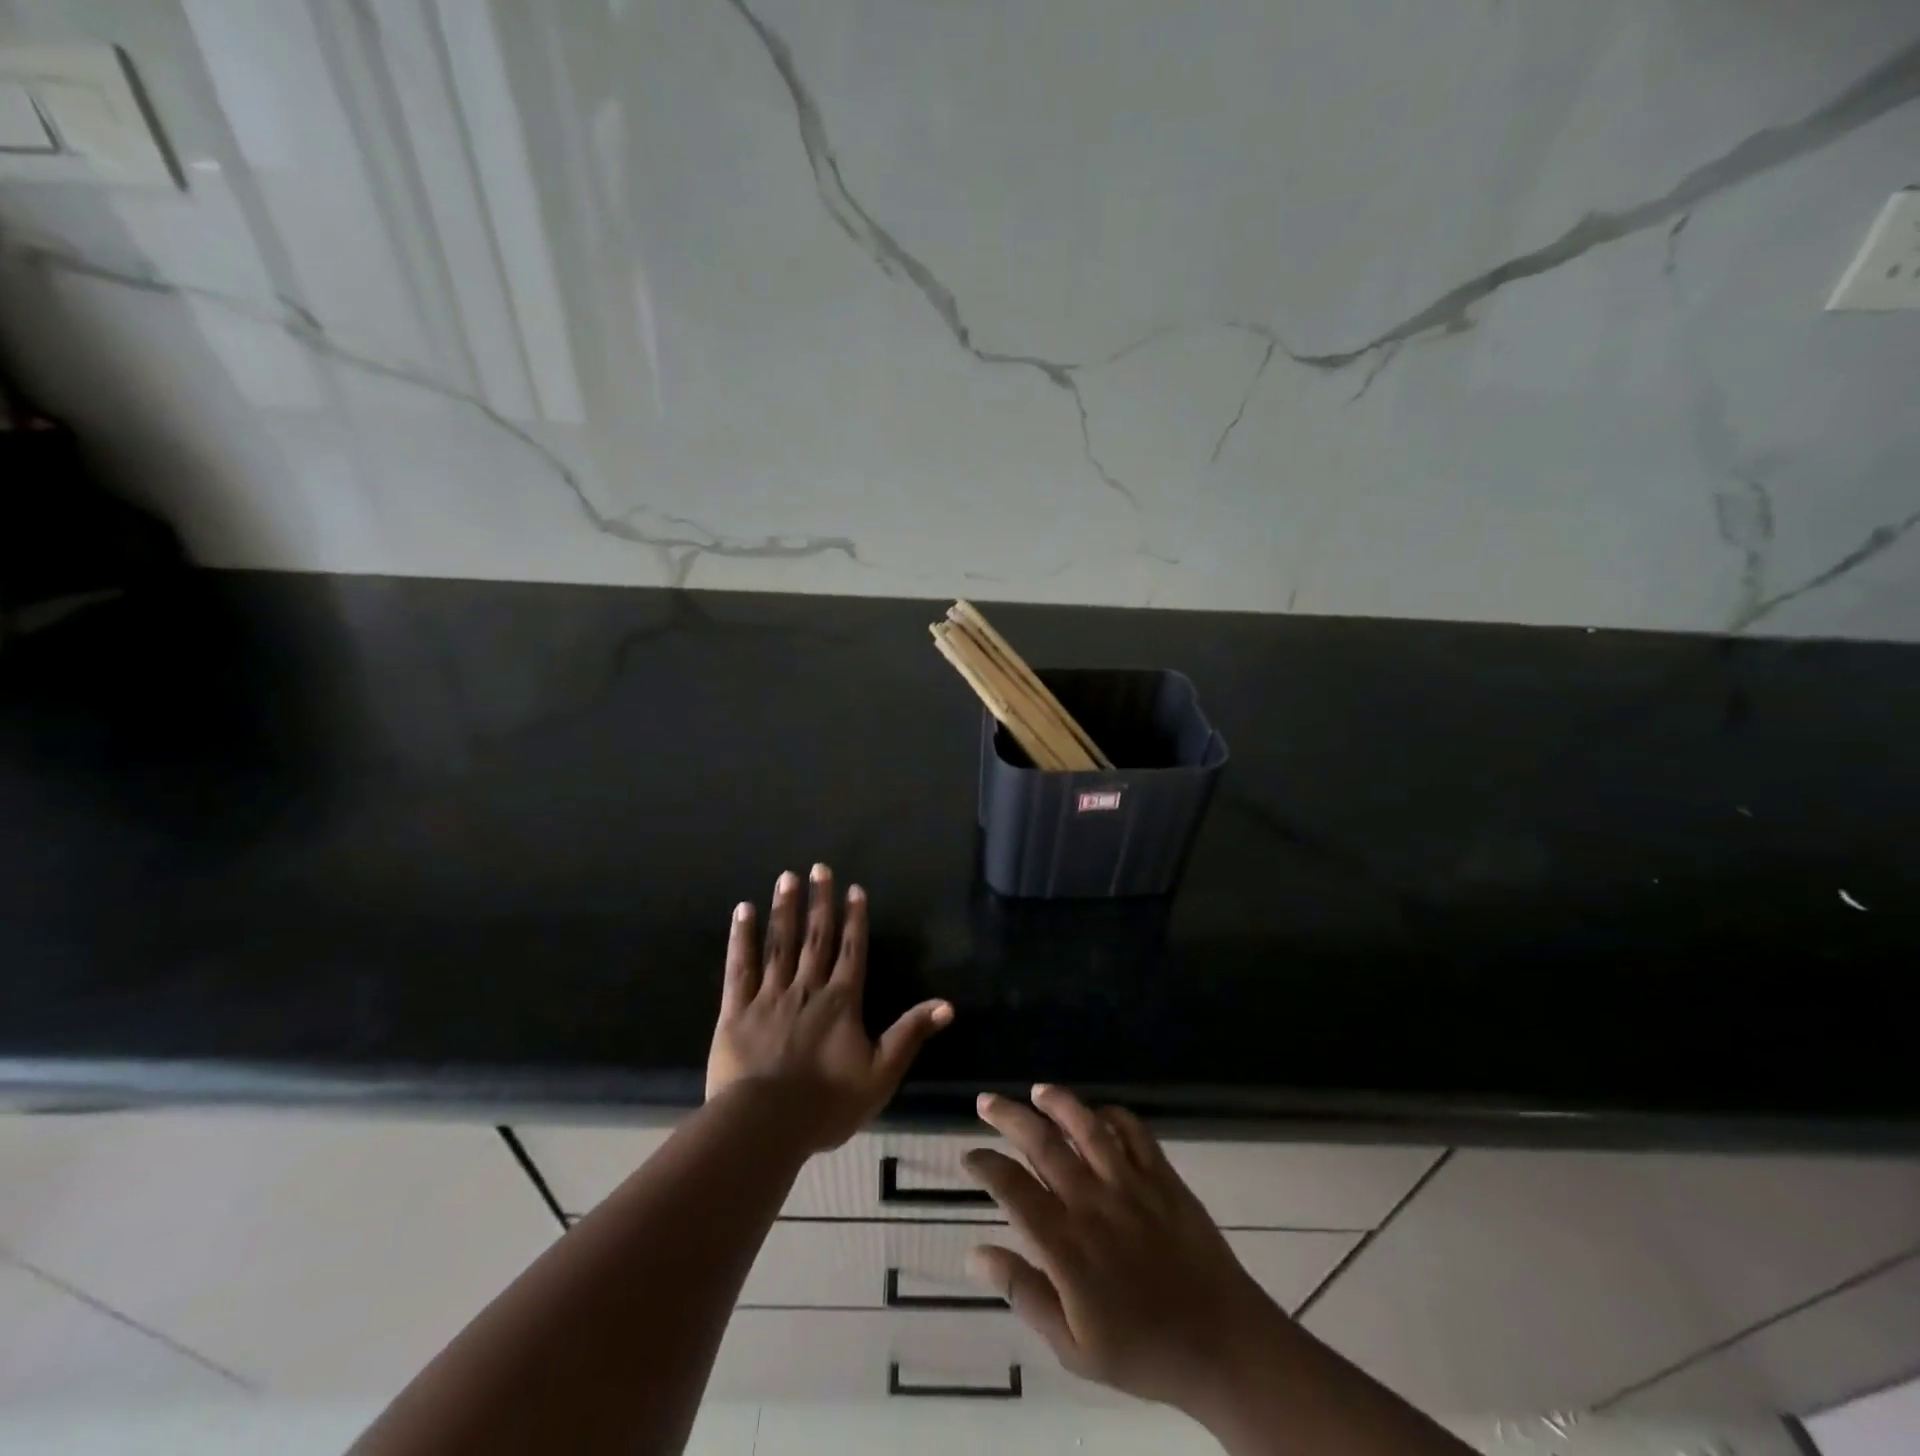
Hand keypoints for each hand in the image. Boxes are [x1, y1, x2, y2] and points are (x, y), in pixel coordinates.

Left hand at [706, 865, 952, 1152]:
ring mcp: (770, 996)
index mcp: (841, 1001)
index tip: (854, 889)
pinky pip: (740, 967)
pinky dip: (741, 937)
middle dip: (819, 902)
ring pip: (780, 944)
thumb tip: (947, 1005)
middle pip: (816, 937)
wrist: (765, 1125)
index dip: (855, 919)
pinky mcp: (736, 1009)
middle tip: (818, 869)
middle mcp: (807, 988)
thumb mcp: (880, 1074)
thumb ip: (910, 1034)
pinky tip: (743, 911)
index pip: (852, 951)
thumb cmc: (826, 1103)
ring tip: (786, 878)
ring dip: (784, 909)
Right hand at [962, 1085, 1284, 1412]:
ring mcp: (1130, 1184)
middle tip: (986, 1102)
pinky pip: (1134, 1131)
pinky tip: (1099, 1114)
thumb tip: (975, 1254)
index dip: (986, 1166)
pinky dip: (1113, 1115)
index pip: (1013, 1190)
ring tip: (1038, 1090)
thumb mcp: (1072, 1347)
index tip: (969, 1155)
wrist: (1221, 1344)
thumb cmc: (1142, 1351)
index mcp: (1067, 1244)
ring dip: (1058, 1103)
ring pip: (1087, 1126)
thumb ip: (1023, 1293)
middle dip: (1009, 1117)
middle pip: (1042, 1144)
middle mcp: (1092, 1202)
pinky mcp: (1162, 1176)